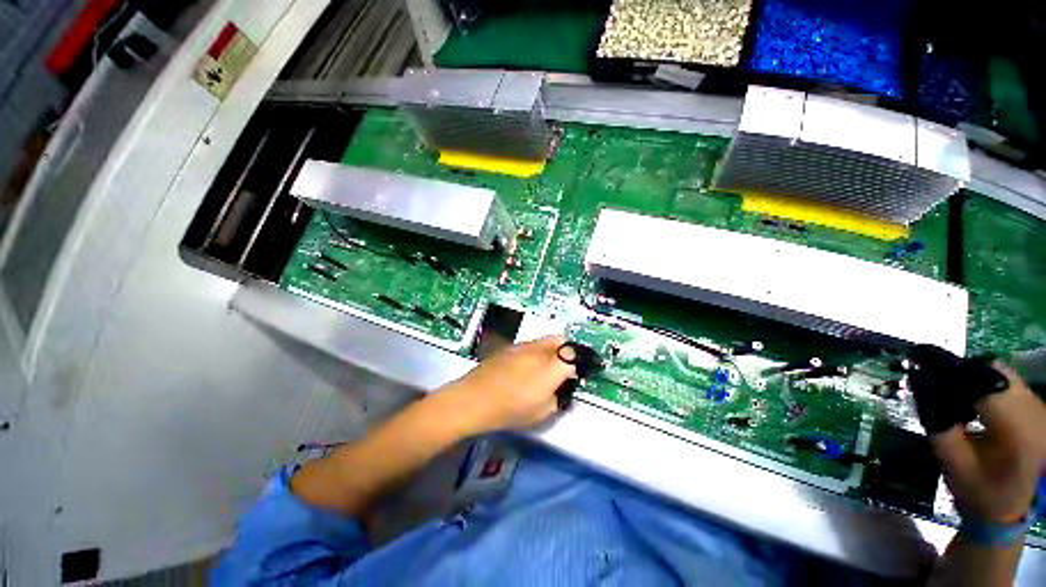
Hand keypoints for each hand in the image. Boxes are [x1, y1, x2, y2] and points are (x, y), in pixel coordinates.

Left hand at [439, 335, 575, 435]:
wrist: (474, 399)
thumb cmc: (510, 410)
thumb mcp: (542, 413)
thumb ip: (558, 397)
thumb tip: (562, 387)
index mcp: (551, 367)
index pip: (575, 355)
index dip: (581, 362)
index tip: (579, 373)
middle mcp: (540, 350)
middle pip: (562, 340)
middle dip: (568, 350)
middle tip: (565, 368)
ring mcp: (523, 345)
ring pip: (546, 340)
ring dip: (552, 350)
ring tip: (545, 368)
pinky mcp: (510, 346)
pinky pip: (531, 344)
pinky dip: (537, 352)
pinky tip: (526, 367)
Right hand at [930, 363, 1045, 523]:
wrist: (1013, 510)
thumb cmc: (980, 492)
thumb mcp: (954, 464)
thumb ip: (938, 424)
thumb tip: (918, 380)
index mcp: (1017, 430)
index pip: (982, 382)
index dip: (950, 370)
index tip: (919, 365)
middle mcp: (1035, 412)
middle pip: (994, 372)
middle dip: (962, 374)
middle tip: (934, 383)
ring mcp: (1041, 409)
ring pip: (1001, 374)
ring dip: (973, 379)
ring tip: (952, 397)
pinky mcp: (1038, 408)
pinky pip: (1009, 384)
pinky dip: (986, 386)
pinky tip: (974, 405)